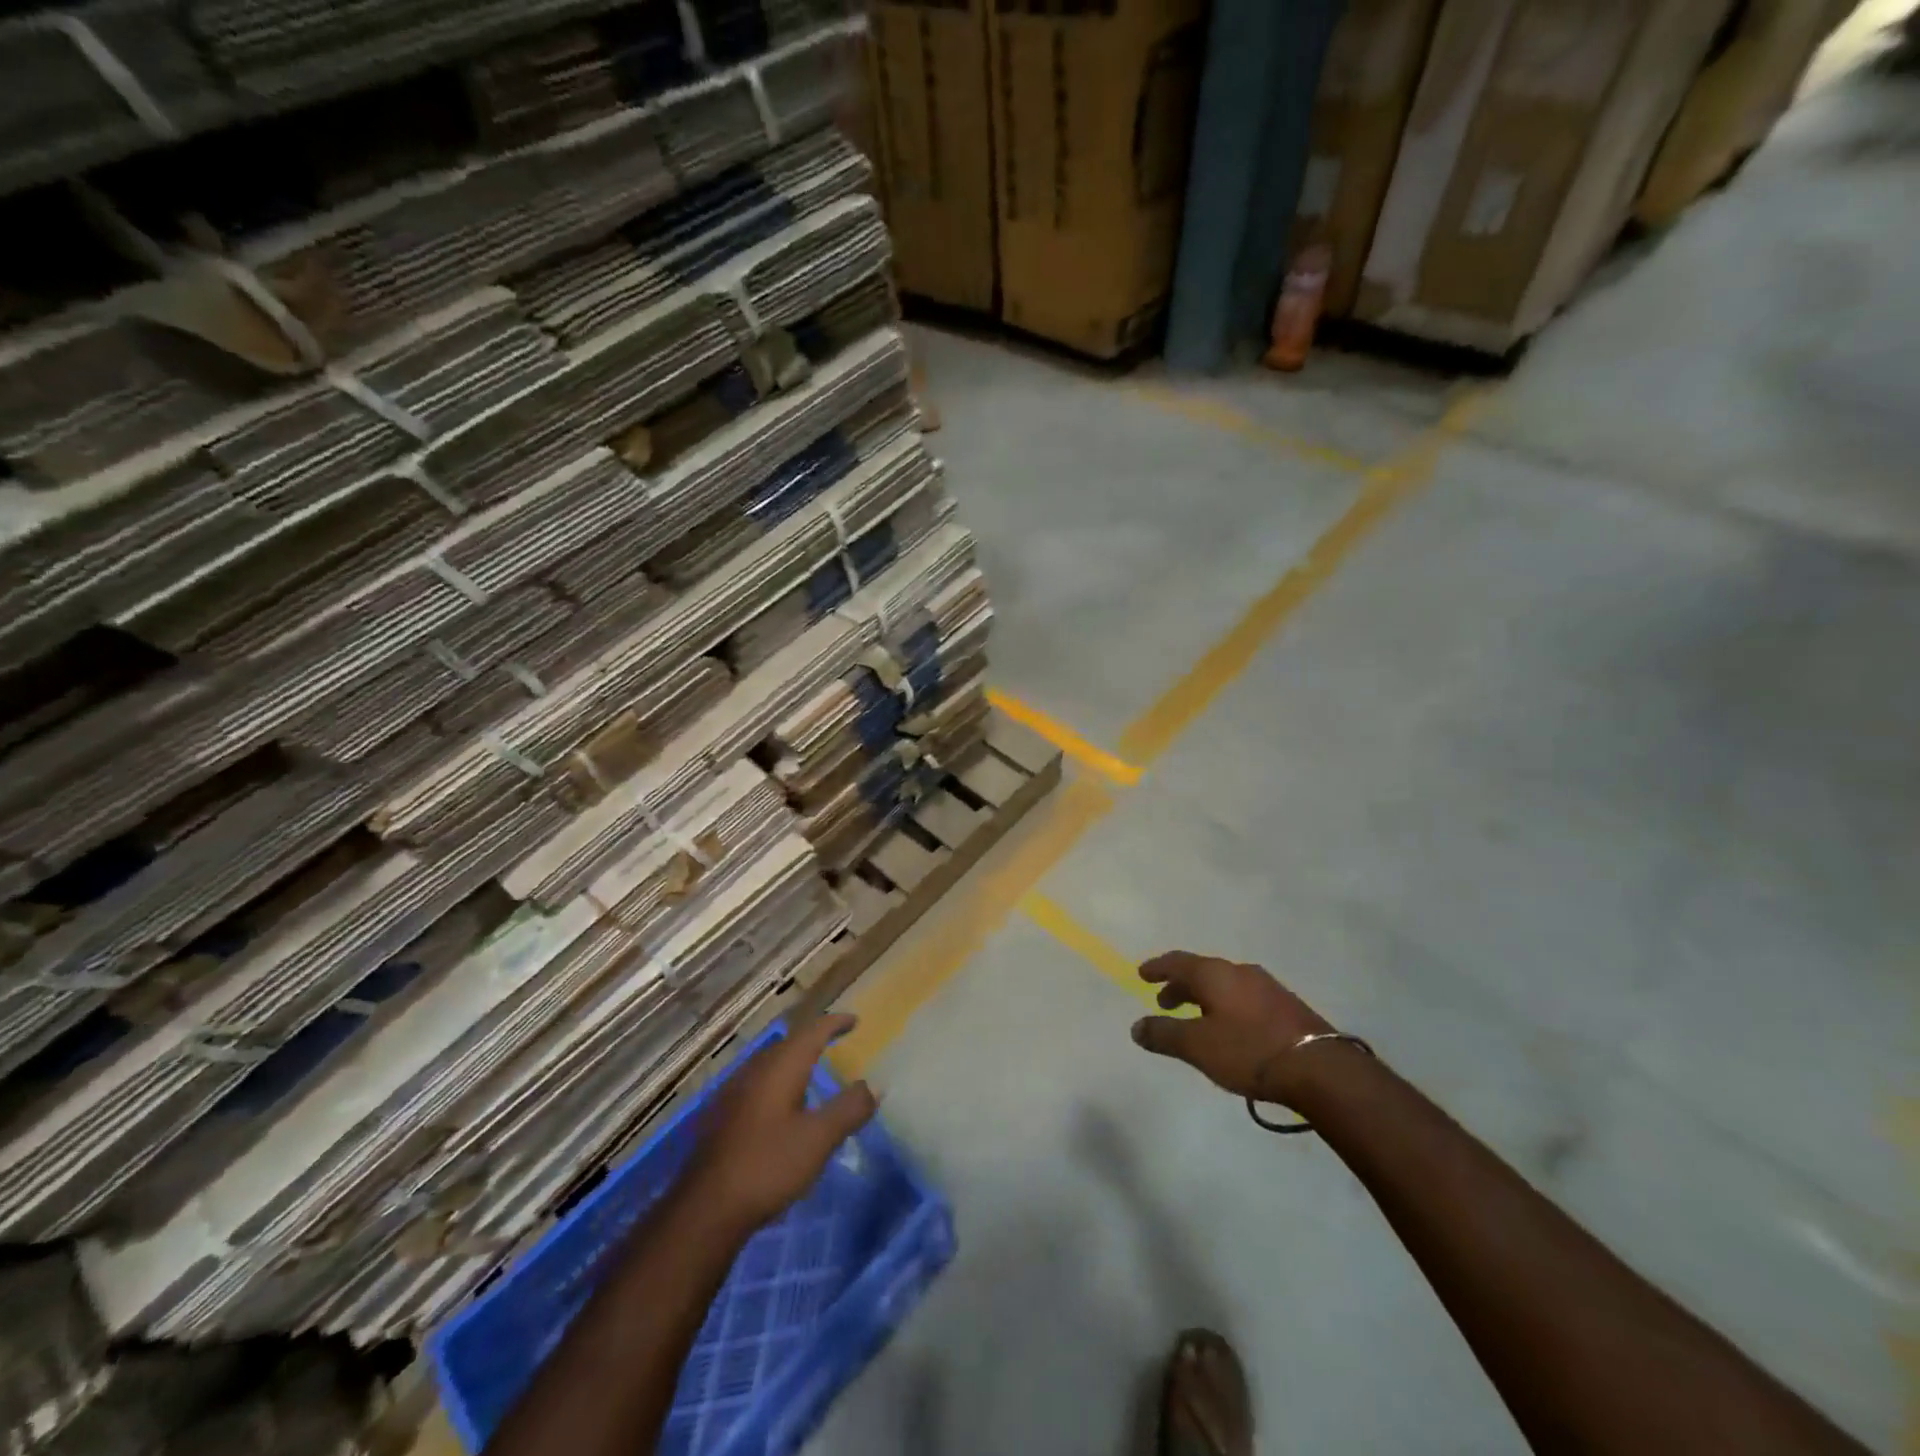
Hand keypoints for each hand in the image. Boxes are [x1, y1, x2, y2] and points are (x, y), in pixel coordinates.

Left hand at [681, 1013, 878, 1232]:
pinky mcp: (721, 1116)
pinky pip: (757, 1084)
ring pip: (770, 1064)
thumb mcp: (818, 1138)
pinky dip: (777, 1083)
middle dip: (812, 1040)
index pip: (812, 1031)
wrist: (705, 1209)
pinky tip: (780, 1107)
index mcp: (781, 1067)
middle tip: (834, 1043)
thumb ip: (849, 1109)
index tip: (854, 1020)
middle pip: (788, 1044)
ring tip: (811, 1073)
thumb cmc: (768, 1165)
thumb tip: (874, 1085)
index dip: (834, 1023)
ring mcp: (733, 1092)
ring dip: (793, 1062)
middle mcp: (755, 1069)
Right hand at [1131, 952, 1336, 1103]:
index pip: (1178, 962)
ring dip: (1205, 997)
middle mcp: (1240, 972)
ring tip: (1196, 1018)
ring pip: (1225, 985)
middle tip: (1165, 1002)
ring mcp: (1267, 987)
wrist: (1320, 1069)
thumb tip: (1136, 1027)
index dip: (1158, 968)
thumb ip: (1164, 1034)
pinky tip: (1230, 1028)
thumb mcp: (1198, 1046)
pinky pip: (1244, 997)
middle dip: (1181, 986)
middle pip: (1202, 972)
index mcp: (1215, 974)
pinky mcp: (1287, 1007)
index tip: (1142, 974)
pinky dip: (1227, 1006)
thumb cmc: (1249, 1051)